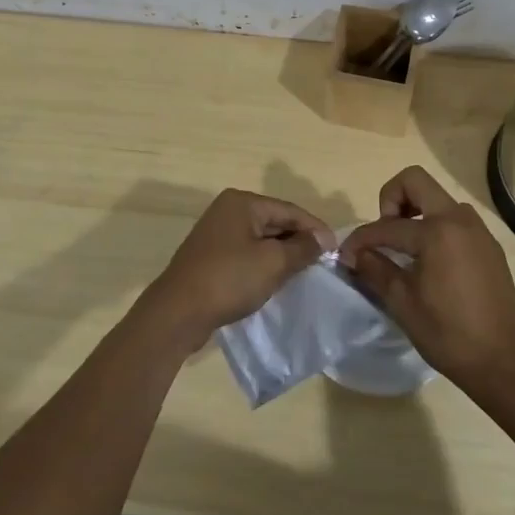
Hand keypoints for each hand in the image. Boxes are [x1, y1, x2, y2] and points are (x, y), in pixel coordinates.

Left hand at [142, 189, 335, 349]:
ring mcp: (216, 233)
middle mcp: (228, 210)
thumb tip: (323, 238)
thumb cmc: (229, 279)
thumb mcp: (273, 262)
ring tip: (305, 272)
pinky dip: (264, 264)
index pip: (289, 209)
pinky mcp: (211, 257)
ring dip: (282, 254)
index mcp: (242, 202)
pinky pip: (247, 254)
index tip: (336, 248)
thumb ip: (302, 248)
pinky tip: (276, 280)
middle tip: (323, 262)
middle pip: (274, 222)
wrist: (178, 312)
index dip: (314, 228)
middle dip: (298, 240)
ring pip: (261, 239)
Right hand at [339, 166, 514, 395]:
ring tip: (405, 249)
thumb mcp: (402, 302)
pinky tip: (430, 262)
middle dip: (391, 199)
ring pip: (438, 198)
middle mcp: (459, 219)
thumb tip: (355, 254)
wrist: (502, 363)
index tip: (347, 255)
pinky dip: (436, 227)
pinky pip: (455, 220)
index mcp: (436, 231)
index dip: (361, 239)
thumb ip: (375, 269)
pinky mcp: (489, 245)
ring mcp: (478, 230)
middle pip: (415, 181)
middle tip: (385, 234)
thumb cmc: (447, 334)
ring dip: (415, 211)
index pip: (387, 225)